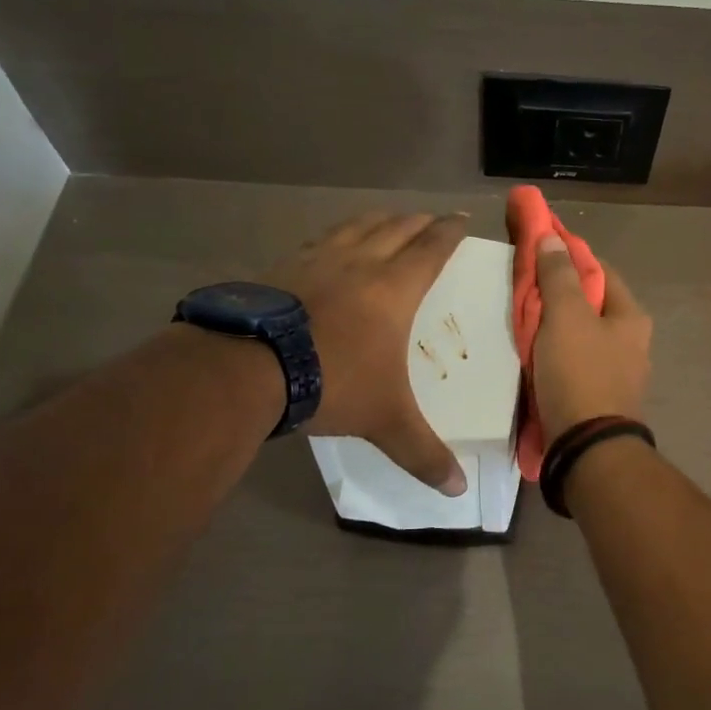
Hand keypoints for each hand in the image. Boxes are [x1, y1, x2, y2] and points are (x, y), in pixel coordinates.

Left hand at [268, 211, 469, 494]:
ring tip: (388, 221)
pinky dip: (336, 236)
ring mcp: (317, 260)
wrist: (248, 367)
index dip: (450, 232)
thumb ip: (422, 453)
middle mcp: (359, 263)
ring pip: (356, 226)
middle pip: (397, 228)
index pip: (431, 248)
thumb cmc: (332, 383)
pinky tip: (329, 245)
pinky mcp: (282, 267)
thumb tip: (457, 490)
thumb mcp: (384, 422)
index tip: (462, 219)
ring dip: (379, 220)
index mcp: (394, 289)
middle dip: (419, 222)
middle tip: (431, 220)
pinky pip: (319, 240)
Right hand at [531, 236, 652, 443]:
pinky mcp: (600, 397)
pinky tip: (533, 356)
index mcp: (631, 316)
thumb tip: (552, 238)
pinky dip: (555, 355)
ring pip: (580, 335)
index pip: (599, 270)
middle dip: (557, 294)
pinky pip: (574, 363)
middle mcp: (632, 342)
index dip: (568, 256)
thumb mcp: (565, 316)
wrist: (587, 449)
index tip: (538, 249)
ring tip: (522, 322)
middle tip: (523, 289)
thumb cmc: (579, 373)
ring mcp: (618, 373)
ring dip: (554, 327)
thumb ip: (558, 276)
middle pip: (590, 304)